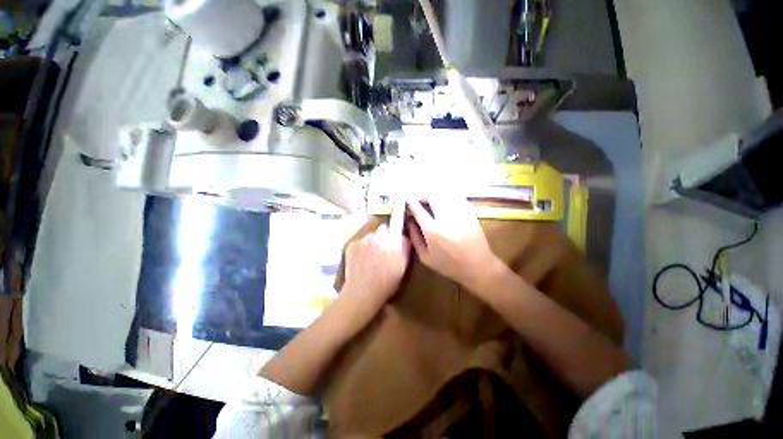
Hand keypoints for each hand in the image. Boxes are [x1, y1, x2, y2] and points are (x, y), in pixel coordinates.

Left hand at [343, 205, 410, 309]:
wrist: (361, 293)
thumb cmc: (387, 282)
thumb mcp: (403, 265)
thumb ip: (405, 246)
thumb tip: (403, 234)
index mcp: (391, 242)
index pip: (396, 220)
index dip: (398, 211)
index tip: (400, 203)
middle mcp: (376, 237)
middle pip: (383, 225)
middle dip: (386, 229)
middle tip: (386, 241)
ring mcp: (362, 240)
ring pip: (372, 231)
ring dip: (375, 236)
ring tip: (374, 249)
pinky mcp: (351, 244)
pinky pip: (362, 237)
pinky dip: (365, 242)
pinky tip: (364, 254)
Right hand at [407, 194, 501, 290]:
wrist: (477, 265)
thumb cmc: (448, 264)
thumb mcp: (425, 257)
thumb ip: (415, 238)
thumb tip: (410, 222)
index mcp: (432, 229)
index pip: (417, 208)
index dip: (410, 201)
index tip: (407, 200)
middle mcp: (444, 217)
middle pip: (431, 196)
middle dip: (422, 195)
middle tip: (419, 199)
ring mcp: (458, 213)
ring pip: (444, 194)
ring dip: (434, 194)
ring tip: (431, 199)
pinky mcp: (469, 212)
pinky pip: (456, 197)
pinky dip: (447, 196)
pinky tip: (445, 201)